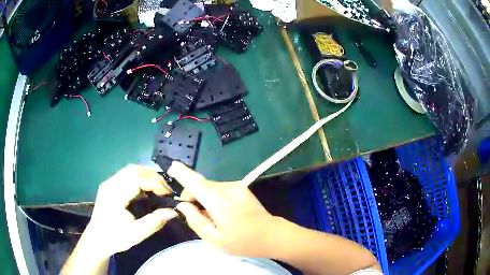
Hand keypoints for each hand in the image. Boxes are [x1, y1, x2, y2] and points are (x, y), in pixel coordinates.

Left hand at [83, 165, 177, 257]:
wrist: (96, 240)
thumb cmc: (115, 238)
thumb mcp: (136, 234)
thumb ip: (154, 222)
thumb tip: (174, 211)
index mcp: (115, 195)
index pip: (137, 179)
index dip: (155, 183)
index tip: (168, 194)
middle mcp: (110, 184)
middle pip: (133, 170)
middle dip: (152, 176)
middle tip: (165, 190)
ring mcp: (108, 183)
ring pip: (129, 170)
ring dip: (146, 175)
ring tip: (157, 188)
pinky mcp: (108, 185)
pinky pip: (125, 175)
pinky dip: (139, 178)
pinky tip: (145, 189)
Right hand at [168, 161, 277, 257]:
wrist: (272, 236)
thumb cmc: (242, 242)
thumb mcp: (214, 238)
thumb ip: (195, 220)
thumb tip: (182, 205)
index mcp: (219, 201)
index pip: (196, 183)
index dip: (183, 173)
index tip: (171, 167)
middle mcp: (228, 188)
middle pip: (201, 185)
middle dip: (192, 196)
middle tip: (194, 214)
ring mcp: (236, 186)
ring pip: (209, 187)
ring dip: (203, 198)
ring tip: (210, 217)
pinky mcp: (241, 188)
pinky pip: (219, 189)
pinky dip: (212, 198)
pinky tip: (220, 212)